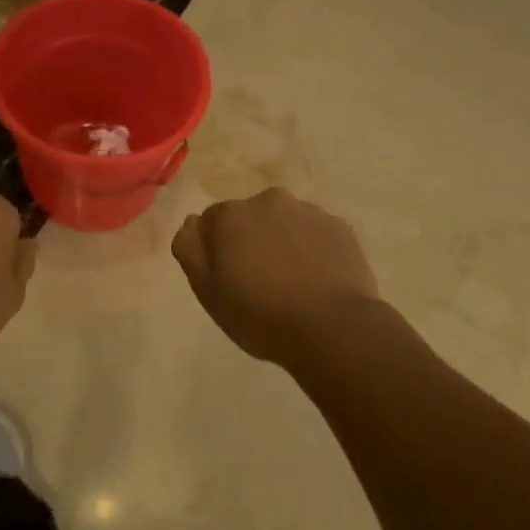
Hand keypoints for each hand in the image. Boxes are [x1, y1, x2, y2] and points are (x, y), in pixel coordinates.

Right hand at [172, 187, 380, 366]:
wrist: (332, 328)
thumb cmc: (261, 315)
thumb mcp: (208, 292)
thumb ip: (190, 250)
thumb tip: (193, 223)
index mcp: (231, 214)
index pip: (212, 223)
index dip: (218, 251)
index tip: (229, 279)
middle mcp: (269, 200)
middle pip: (251, 218)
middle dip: (252, 240)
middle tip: (261, 281)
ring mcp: (309, 210)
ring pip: (286, 223)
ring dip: (283, 242)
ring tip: (293, 283)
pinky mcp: (340, 226)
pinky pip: (316, 234)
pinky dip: (313, 249)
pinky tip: (318, 280)